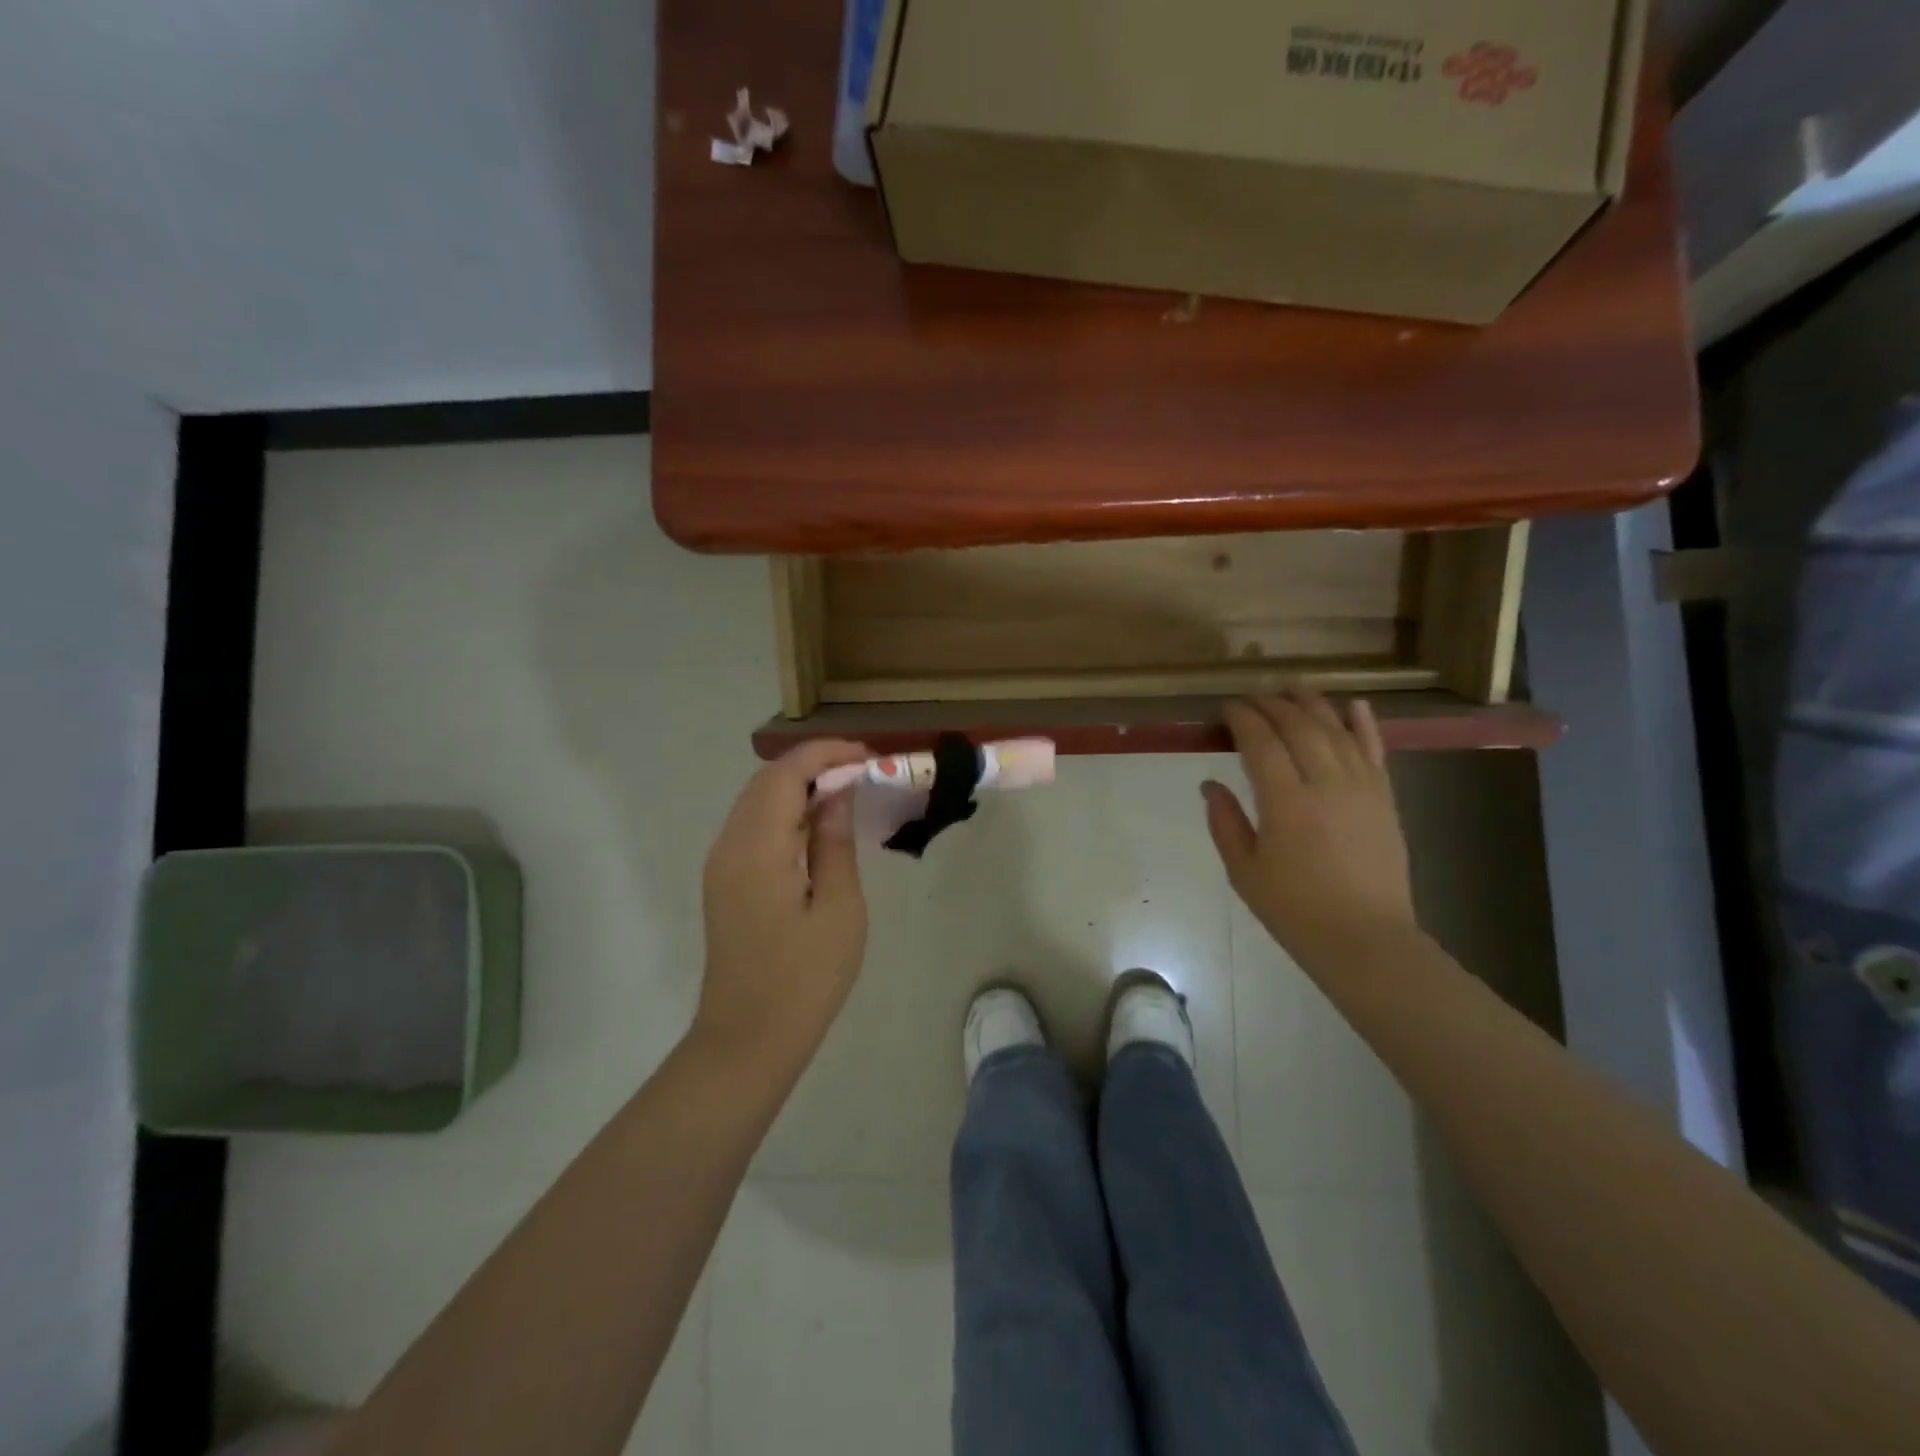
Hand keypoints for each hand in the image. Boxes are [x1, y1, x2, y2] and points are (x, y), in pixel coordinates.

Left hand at [695, 739, 870, 1070]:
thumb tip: (837, 792)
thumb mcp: (839, 908)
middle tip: (862, 772)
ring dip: (798, 785)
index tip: (868, 757)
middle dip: (813, 764)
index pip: (786, 773)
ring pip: (756, 800)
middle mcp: (729, 844)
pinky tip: (816, 827)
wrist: (748, 1039)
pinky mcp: (724, 880)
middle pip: (766, 780)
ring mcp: (721, 863)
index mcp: (758, 847)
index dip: (826, 754)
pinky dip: (784, 810)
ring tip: (846, 792)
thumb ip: (834, 841)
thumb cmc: (805, 978)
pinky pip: (752, 825)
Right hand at [1202, 694, 1417, 967]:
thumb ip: (1225, 822)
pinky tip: (1353, 704)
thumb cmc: (1295, 910)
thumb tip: (1210, 784)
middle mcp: (1326, 784)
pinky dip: (1363, 723)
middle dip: (1273, 704)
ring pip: (1336, 730)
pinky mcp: (1385, 797)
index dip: (1243, 719)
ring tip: (1292, 688)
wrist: (1365, 938)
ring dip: (1312, 704)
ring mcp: (1362, 787)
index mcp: (1286, 803)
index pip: (1261, 743)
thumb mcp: (1244, 871)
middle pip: (1299, 727)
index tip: (1228, 707)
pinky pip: (1375, 749)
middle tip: (1253, 696)